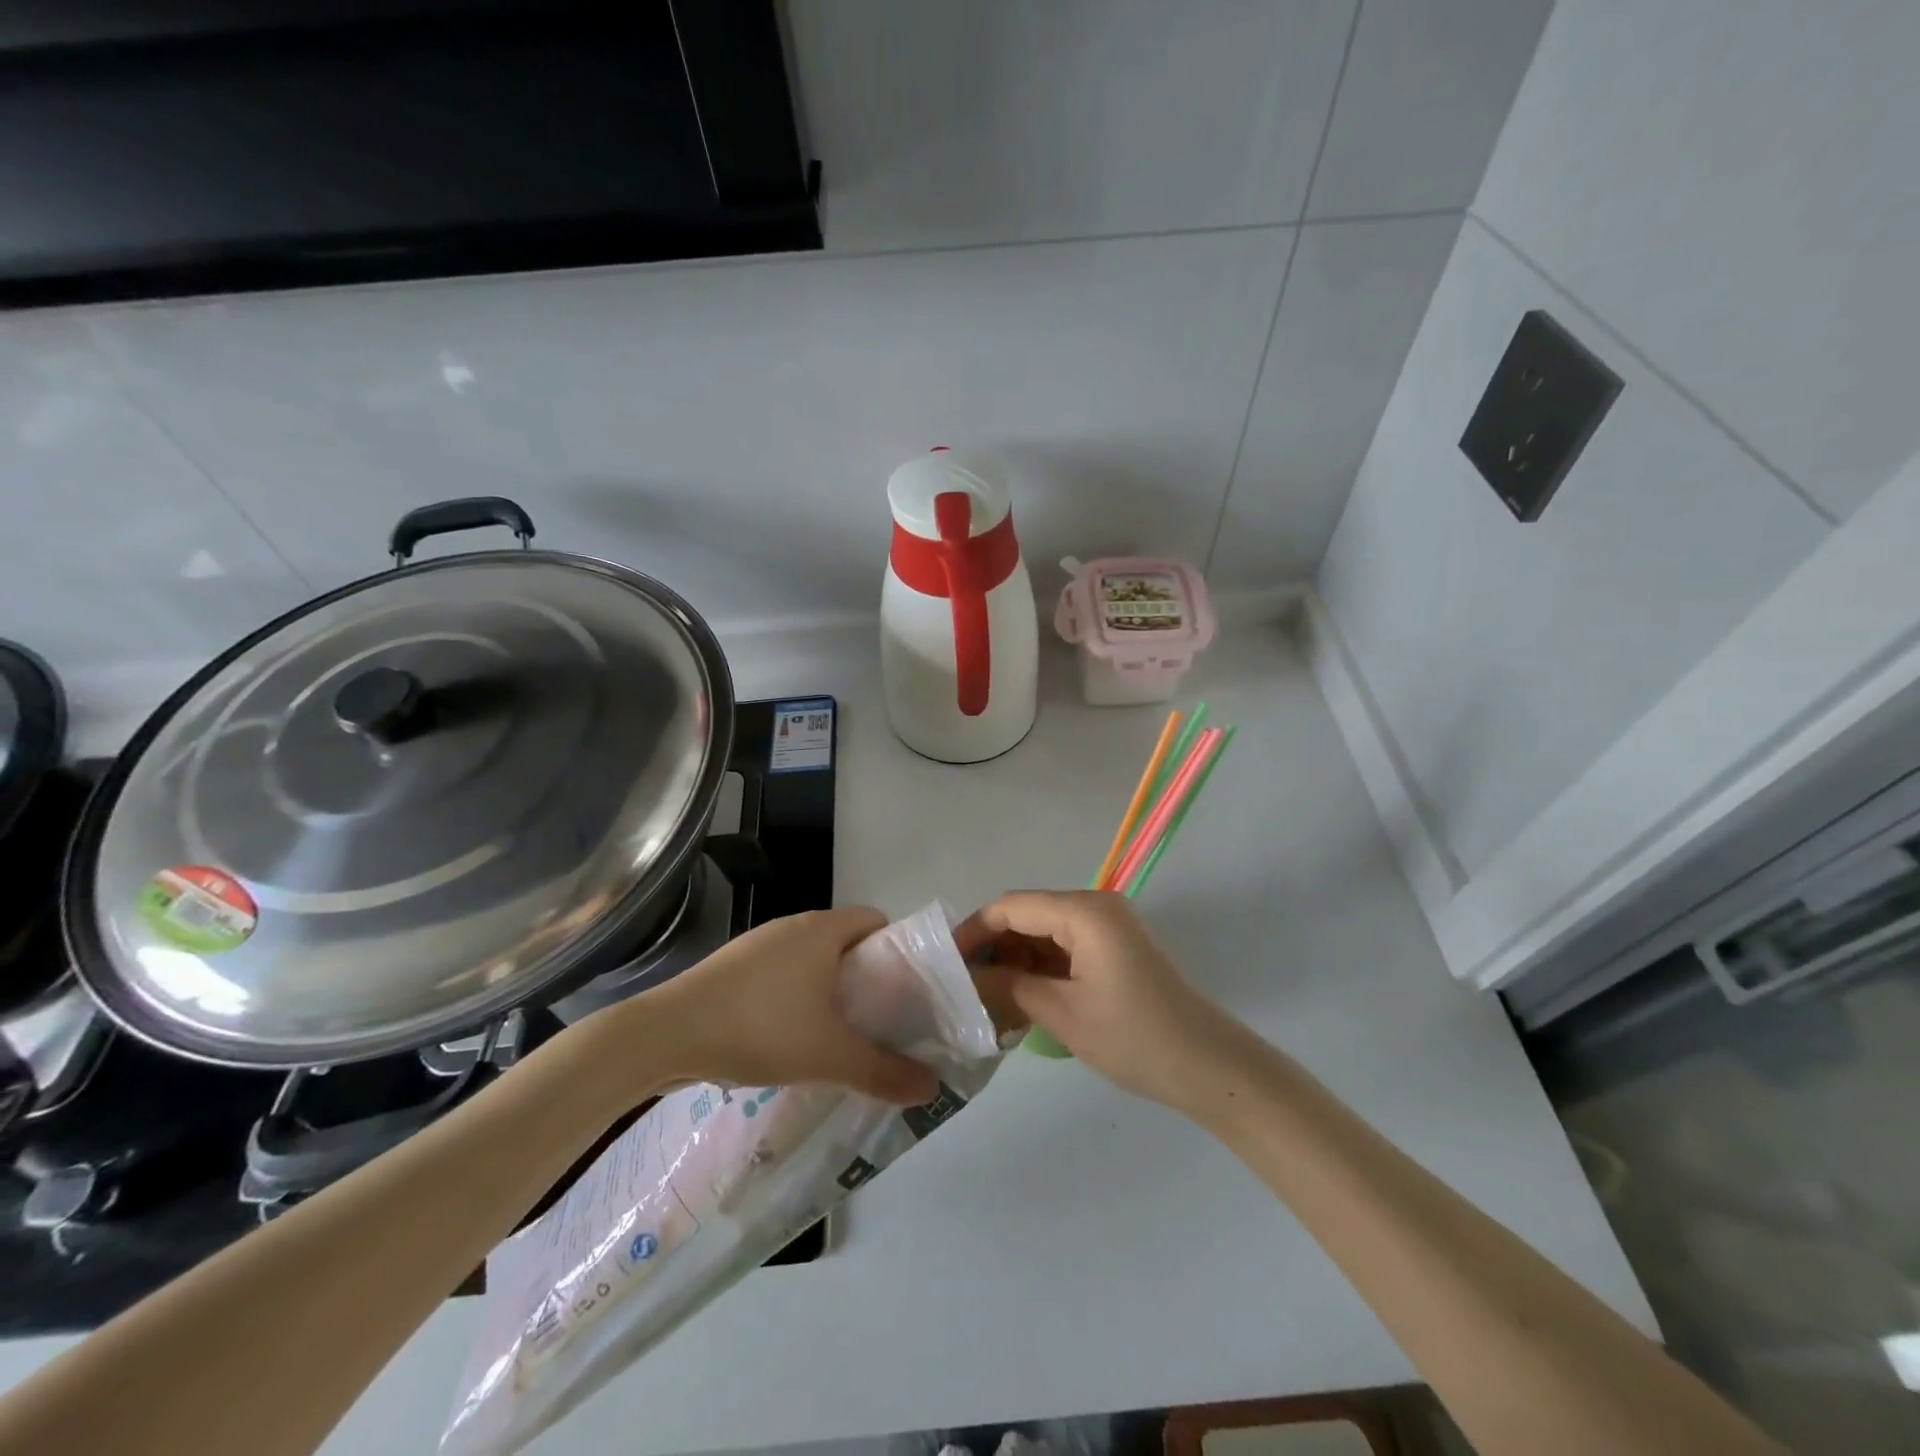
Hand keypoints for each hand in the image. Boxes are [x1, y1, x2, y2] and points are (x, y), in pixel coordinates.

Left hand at [617, 907, 940, 1105]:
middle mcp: (794, 925)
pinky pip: (781, 972)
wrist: (665, 1034)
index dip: (897, 951)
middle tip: (877, 1021)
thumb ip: (883, 1071)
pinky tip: (787, 1037)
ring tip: (836, 1034)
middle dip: (866, 977)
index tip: (904, 991)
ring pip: (811, 959)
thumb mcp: (829, 1055)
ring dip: (829, 989)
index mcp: (823, 929)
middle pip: (846, 941)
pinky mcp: (732, 966)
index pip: (877, 920)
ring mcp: (759, 944)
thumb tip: (933, 1088)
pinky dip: (795, 996)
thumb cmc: (760, 1028)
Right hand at [963, 890, 1245, 1110]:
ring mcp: (1108, 926)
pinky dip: (1041, 968)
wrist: (1209, 1066)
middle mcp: (1095, 906)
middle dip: (994, 948)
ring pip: (1044, 932)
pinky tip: (1020, 998)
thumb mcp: (1062, 1013)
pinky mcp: (1116, 948)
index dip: (974, 931)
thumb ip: (1008, 987)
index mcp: (1083, 911)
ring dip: (1016, 961)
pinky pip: (1066, 947)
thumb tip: (965, 978)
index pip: (1011, 907)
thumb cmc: (1133, 1037)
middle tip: (963, 986)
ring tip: (987, 998)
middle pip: (1027, 915)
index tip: (945, 963)